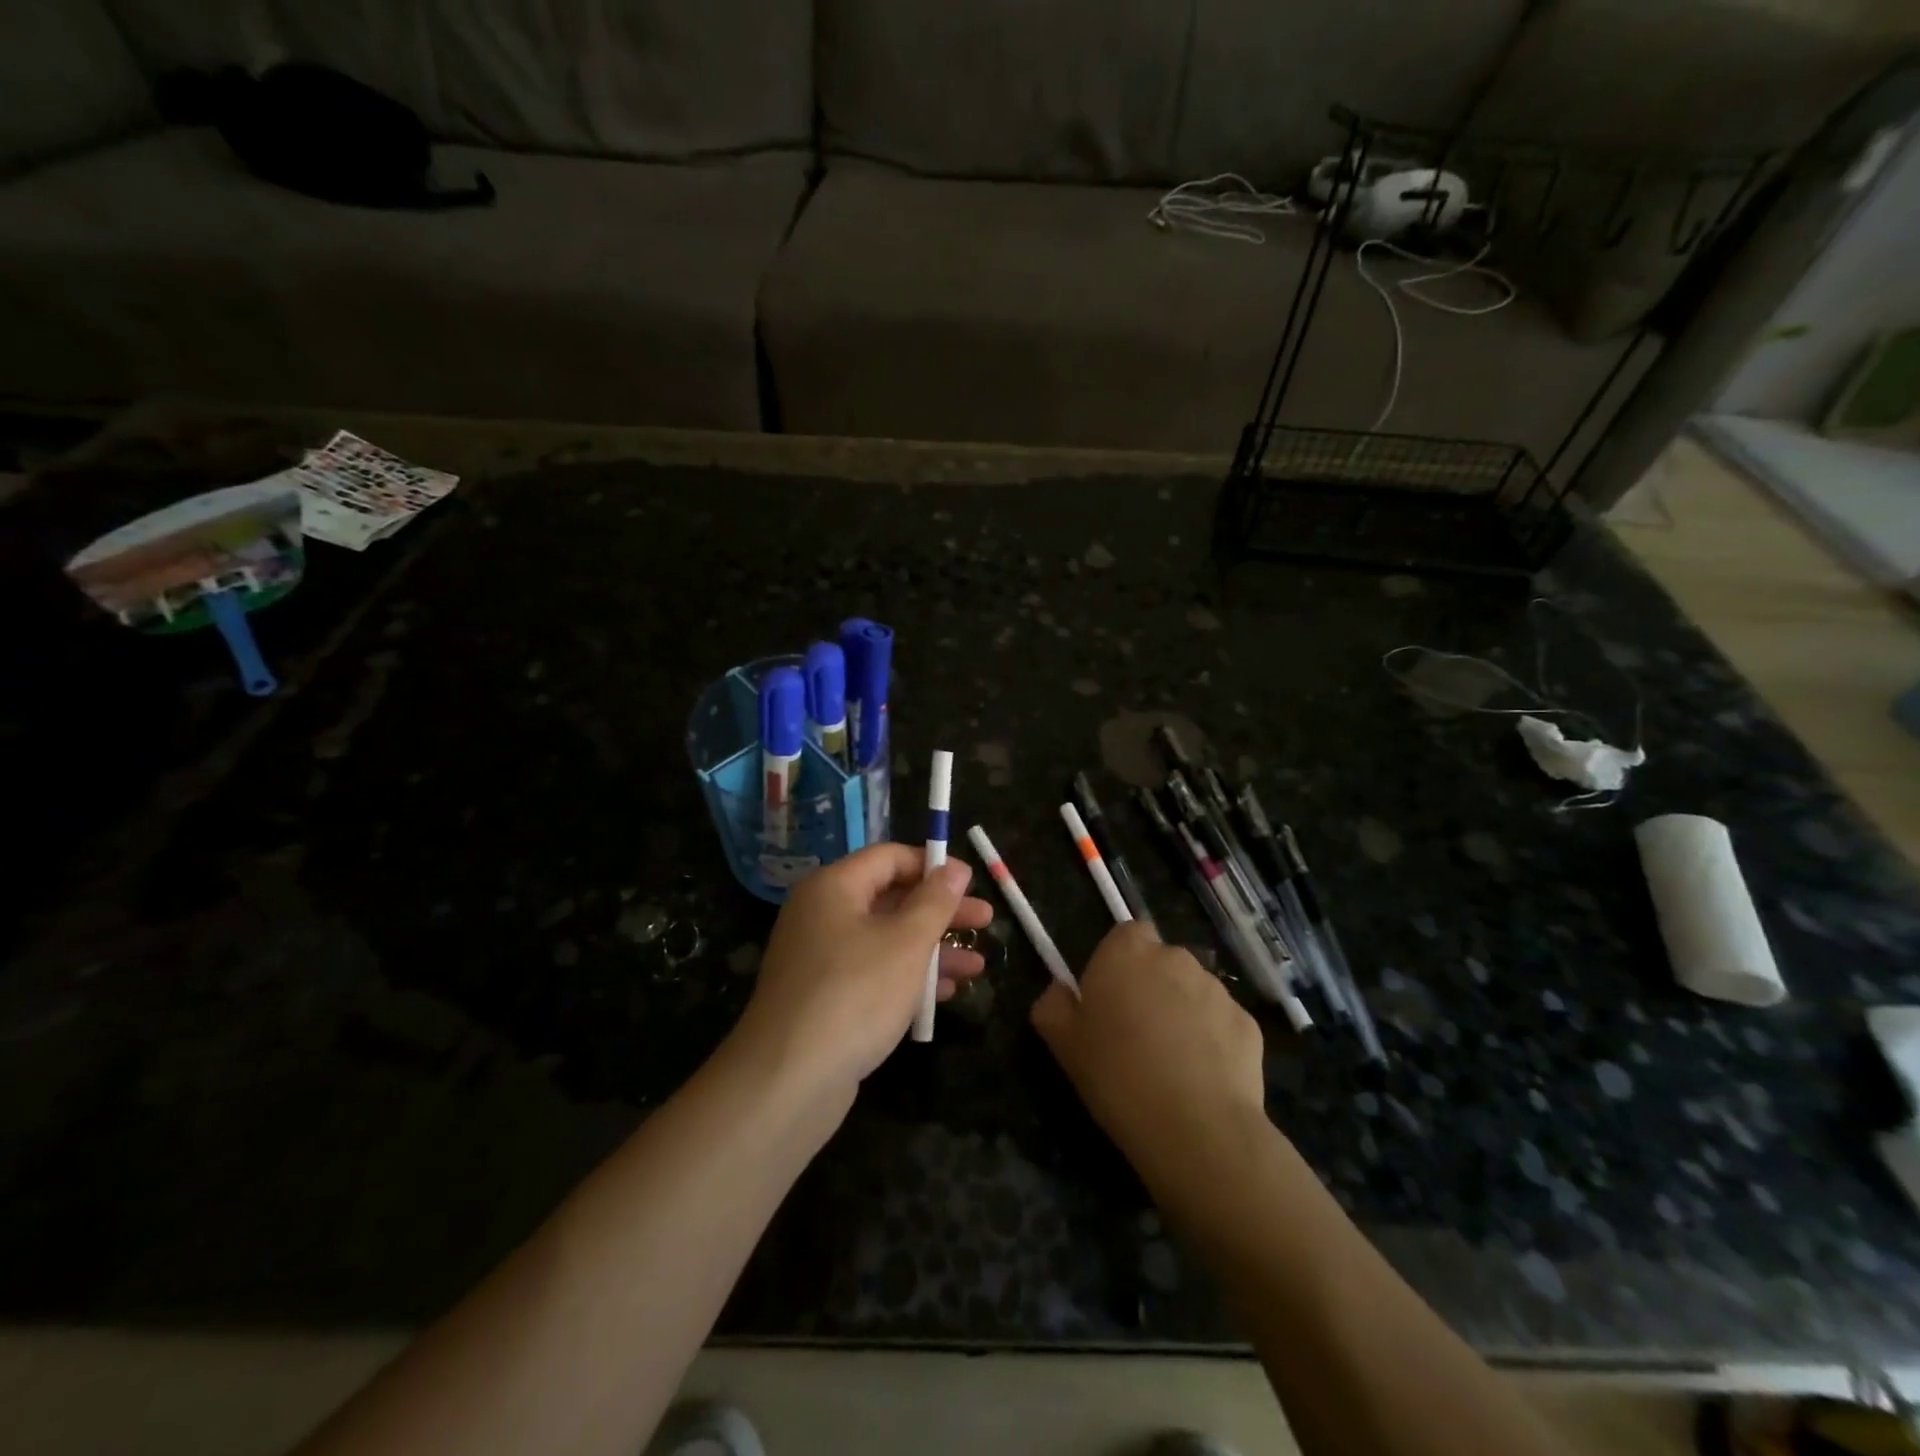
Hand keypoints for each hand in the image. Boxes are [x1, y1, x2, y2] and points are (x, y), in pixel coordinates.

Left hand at [733, 843, 991, 1102]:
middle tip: (985, 922)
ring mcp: (821, 958)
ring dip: (933, 950)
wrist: (788, 1080)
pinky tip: (946, 994)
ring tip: (978, 966)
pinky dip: (908, 978)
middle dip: (941, 912)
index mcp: (834, 887)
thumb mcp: (906, 942)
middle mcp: (822, 914)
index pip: (889, 857)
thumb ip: (935, 901)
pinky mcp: (825, 997)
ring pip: (886, 940)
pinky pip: (873, 973)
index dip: (932, 865)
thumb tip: (955, 868)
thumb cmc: (855, 994)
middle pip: (891, 899)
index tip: (971, 883)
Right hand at [1031, 922, 1267, 1180]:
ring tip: (1172, 1062)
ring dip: (1183, 1012)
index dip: (1119, 962)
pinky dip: (1213, 1041)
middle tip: (1137, 1033)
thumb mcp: (1063, 1044)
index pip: (1127, 934)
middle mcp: (1175, 957)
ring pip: (1194, 991)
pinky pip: (1222, 1023)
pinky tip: (1202, 1078)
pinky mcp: (1248, 1022)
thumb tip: (1059, 991)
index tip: (1111, 997)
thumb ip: (1053, 1005)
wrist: (1195, 1128)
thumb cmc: (1117, 1076)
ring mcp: (1217, 989)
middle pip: (1161, 961)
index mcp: (1127, 953)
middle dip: (1152, 987)